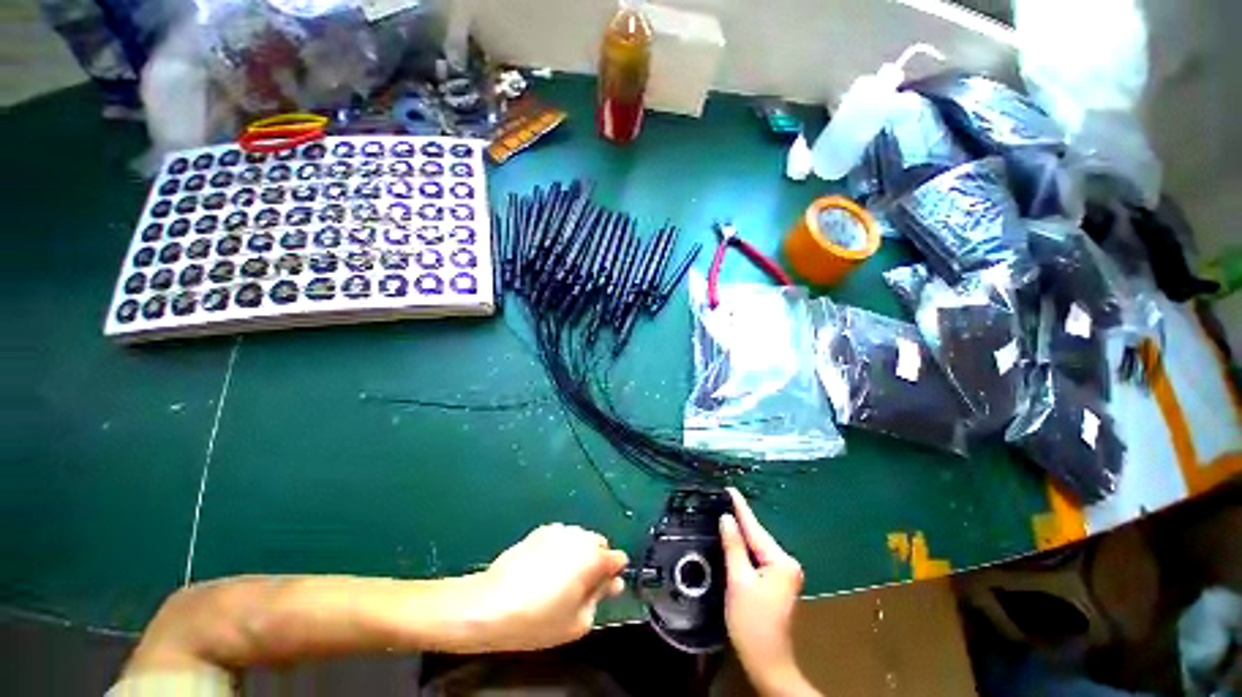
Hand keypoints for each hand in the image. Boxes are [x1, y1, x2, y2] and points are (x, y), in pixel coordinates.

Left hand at [464, 524, 627, 651]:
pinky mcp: (540, 530)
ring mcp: (559, 530)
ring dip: (577, 554)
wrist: (490, 604)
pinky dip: (560, 549)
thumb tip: (613, 583)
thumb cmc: (538, 619)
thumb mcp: (578, 622)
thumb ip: (601, 598)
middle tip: (580, 588)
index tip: (604, 589)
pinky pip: (560, 538)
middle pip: (599, 545)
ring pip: (579, 539)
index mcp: (594, 557)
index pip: (618, 558)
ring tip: (558, 579)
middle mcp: (580, 536)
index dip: (614, 575)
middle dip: (596, 562)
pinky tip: (543, 570)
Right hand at [721, 488, 817, 696]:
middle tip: (720, 500)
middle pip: (757, 536)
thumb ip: (733, 547)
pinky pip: (758, 557)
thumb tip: (726, 518)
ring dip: (741, 534)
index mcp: (780, 561)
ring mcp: (785, 573)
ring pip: (757, 547)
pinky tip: (734, 540)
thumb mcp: (738, 581)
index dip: (740, 507)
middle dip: (739, 520)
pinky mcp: (778, 582)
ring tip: (723, 514)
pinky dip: (745, 548)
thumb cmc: (752, 623)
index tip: (729, 488)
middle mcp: (787, 563)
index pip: (755, 528)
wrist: (768, 662)